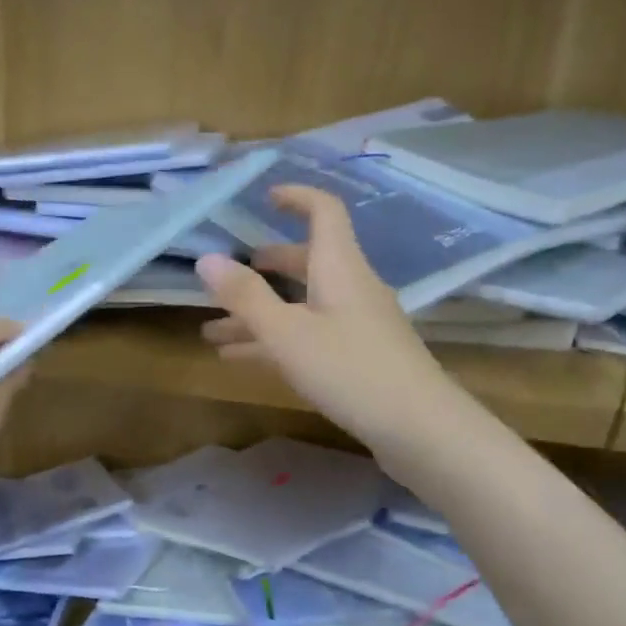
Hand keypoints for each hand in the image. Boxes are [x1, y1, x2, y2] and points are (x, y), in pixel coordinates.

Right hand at [196, 185, 452, 448]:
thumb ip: (245, 296)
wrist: (419, 428)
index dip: (295, 197)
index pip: (323, 212)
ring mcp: (357, 324)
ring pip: (301, 306)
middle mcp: (351, 288)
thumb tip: (206, 259)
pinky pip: (309, 335)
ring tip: (212, 333)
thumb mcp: (287, 333)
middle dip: (262, 268)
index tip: (263, 197)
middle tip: (226, 277)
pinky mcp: (359, 356)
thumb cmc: (350, 370)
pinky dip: (276, 341)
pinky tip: (241, 360)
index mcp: (339, 268)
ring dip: (258, 314)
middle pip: (305, 262)